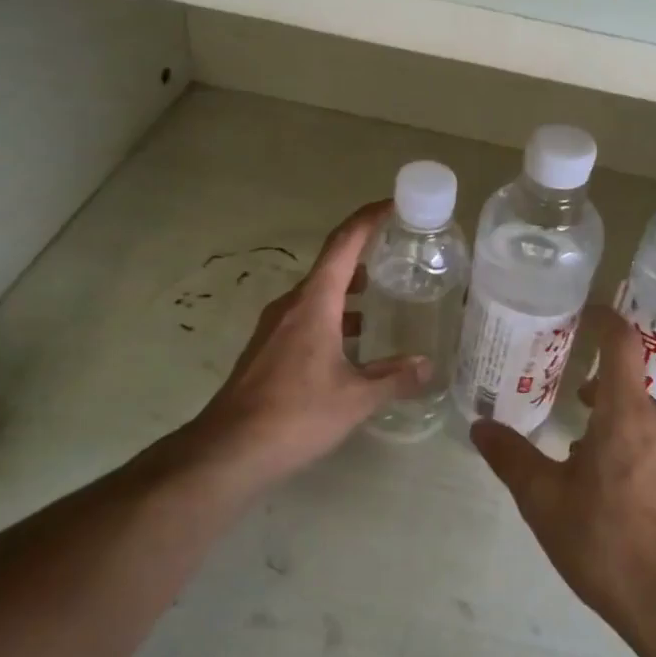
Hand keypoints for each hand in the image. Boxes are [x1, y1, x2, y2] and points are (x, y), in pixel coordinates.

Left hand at [184, 201, 428, 491]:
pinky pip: (308, 316)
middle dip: (365, 254)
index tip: (393, 205)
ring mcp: (276, 327)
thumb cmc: (294, 415)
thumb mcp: (354, 398)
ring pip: (319, 293)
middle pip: (331, 265)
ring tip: (385, 294)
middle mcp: (292, 305)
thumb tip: (427, 366)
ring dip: (349, 288)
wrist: (227, 451)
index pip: (343, 244)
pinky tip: (354, 341)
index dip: (368, 219)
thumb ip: (393, 378)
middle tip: (401, 254)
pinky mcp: (268, 349)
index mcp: (314, 303)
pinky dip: (335, 314)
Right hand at [470, 307, 655, 641]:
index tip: (585, 312)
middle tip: (566, 399)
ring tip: (579, 458)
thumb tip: (479, 426)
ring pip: (642, 419)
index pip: (623, 343)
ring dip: (612, 425)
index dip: (605, 320)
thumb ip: (511, 458)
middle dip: (598, 389)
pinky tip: (610, 492)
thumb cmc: (608, 544)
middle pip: (629, 385)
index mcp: (628, 414)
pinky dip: (631, 448)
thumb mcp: (545, 502)